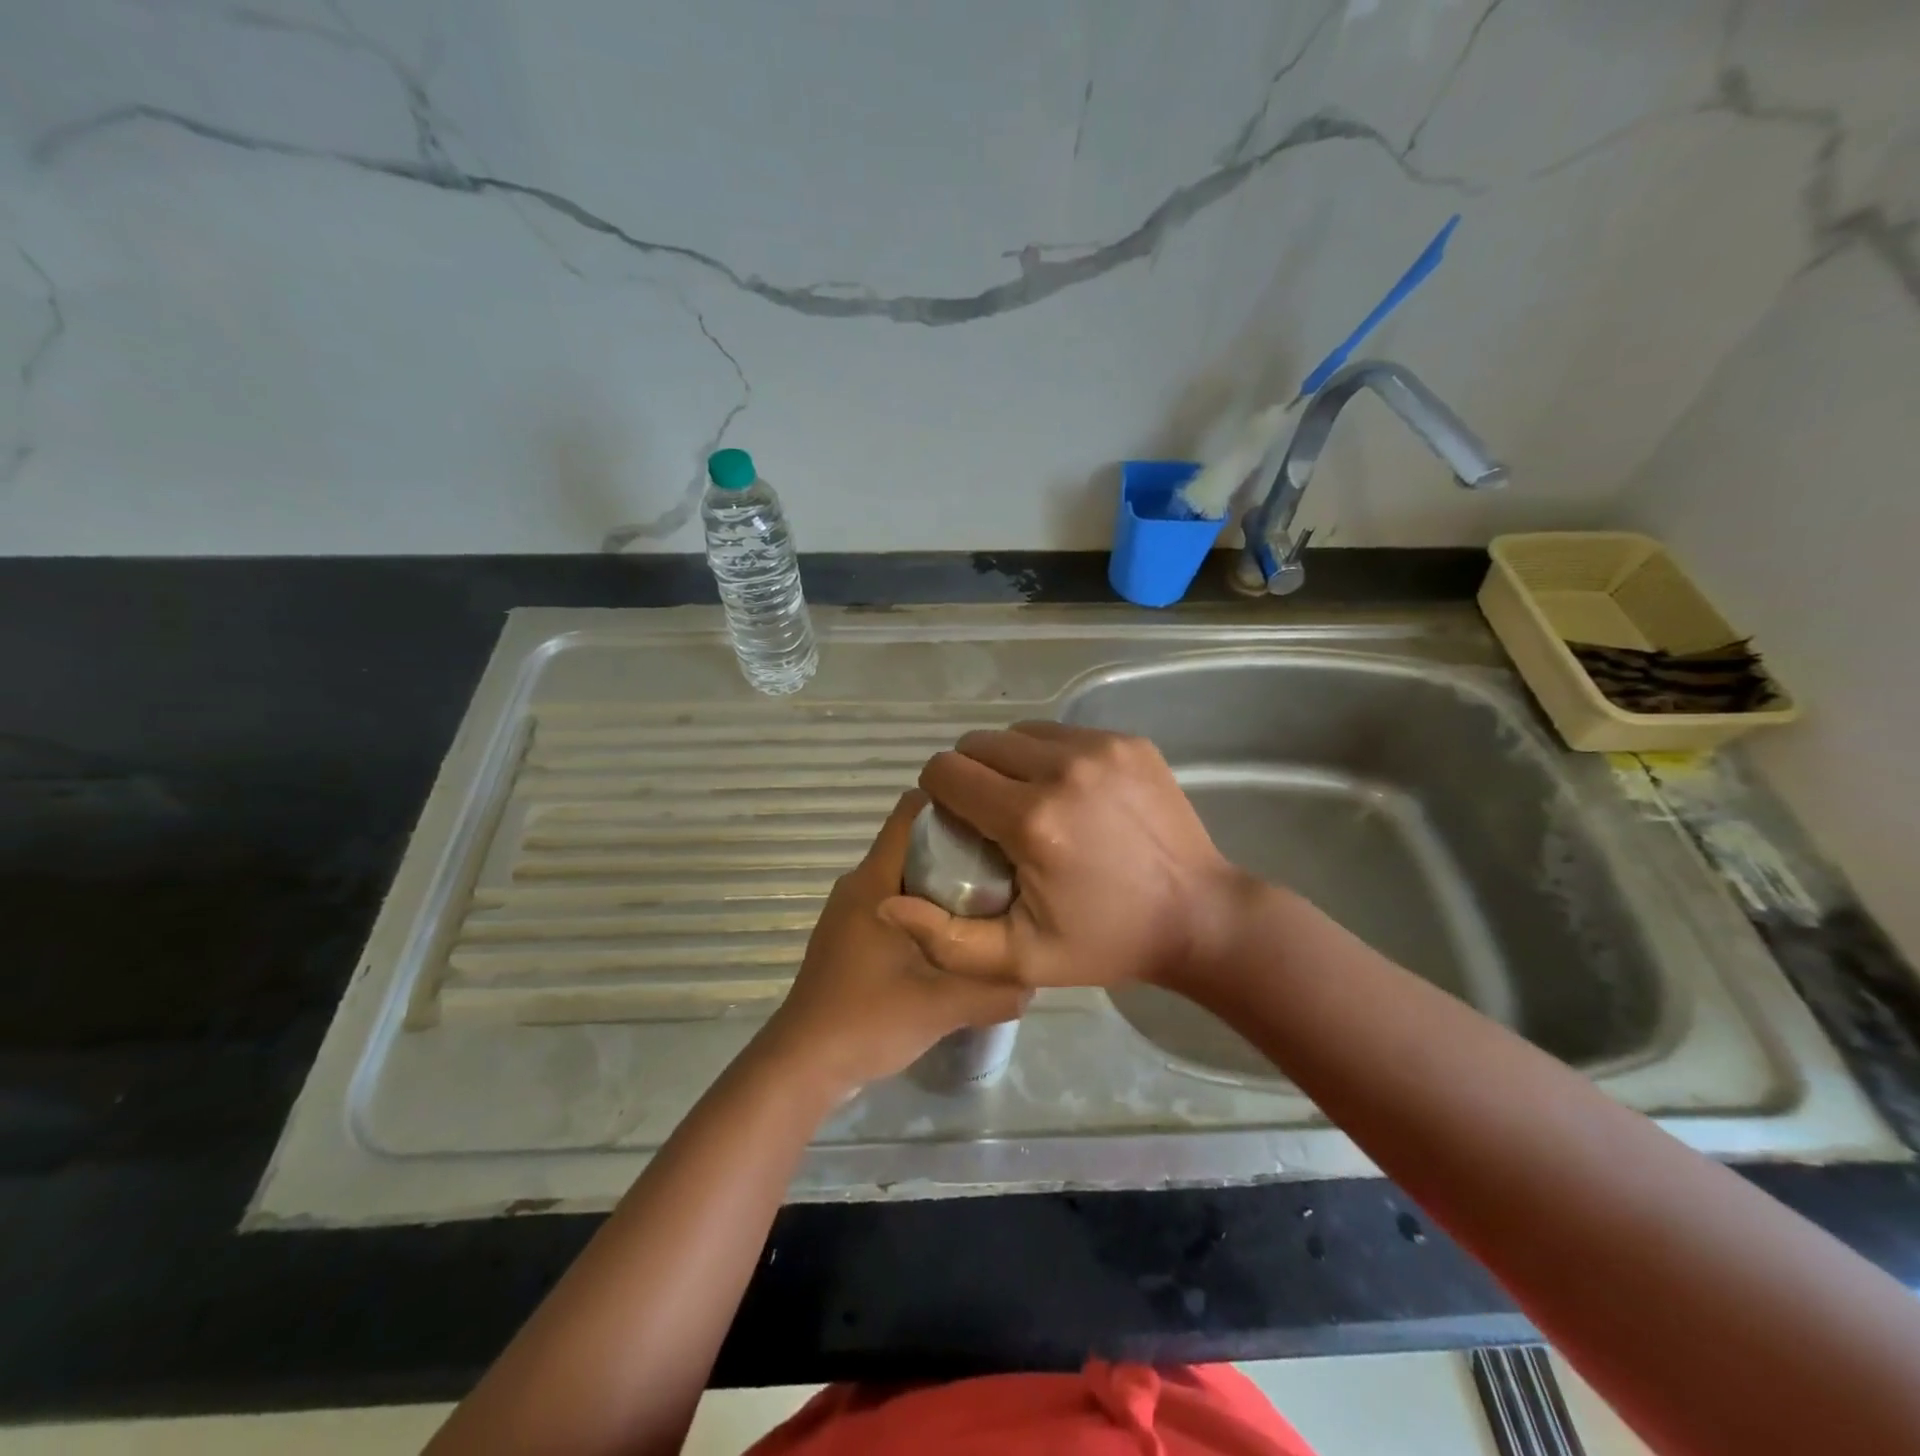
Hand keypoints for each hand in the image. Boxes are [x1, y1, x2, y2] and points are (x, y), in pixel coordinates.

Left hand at [758, 791, 1029, 1094]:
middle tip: (1006, 867)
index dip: (952, 805)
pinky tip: (955, 937)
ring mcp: (850, 911)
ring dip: (943, 882)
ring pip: (905, 876)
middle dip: (958, 847)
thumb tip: (1036, 977)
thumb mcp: (941, 1006)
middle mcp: (859, 885)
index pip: (910, 814)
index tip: (994, 820)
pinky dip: (925, 907)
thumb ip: (993, 990)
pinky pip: (894, 902)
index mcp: (874, 881)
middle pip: (913, 844)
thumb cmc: (867, 1019)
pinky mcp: (849, 935)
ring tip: (990, 901)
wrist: (804, 1065)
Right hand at [880, 722, 1255, 992]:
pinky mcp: (1128, 741)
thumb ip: (946, 938)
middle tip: (988, 815)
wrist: (1200, 916)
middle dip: (969, 774)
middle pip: (979, 744)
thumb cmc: (1105, 942)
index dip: (938, 795)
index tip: (954, 824)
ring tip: (1025, 800)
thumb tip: (889, 901)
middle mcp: (1063, 769)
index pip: (947, 772)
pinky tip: (1066, 792)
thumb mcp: (1020, 960)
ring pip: (1019, 732)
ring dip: (1007, 760)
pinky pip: (1061, 733)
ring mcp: (1101, 748)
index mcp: (1031, 820)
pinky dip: (1048, 755)